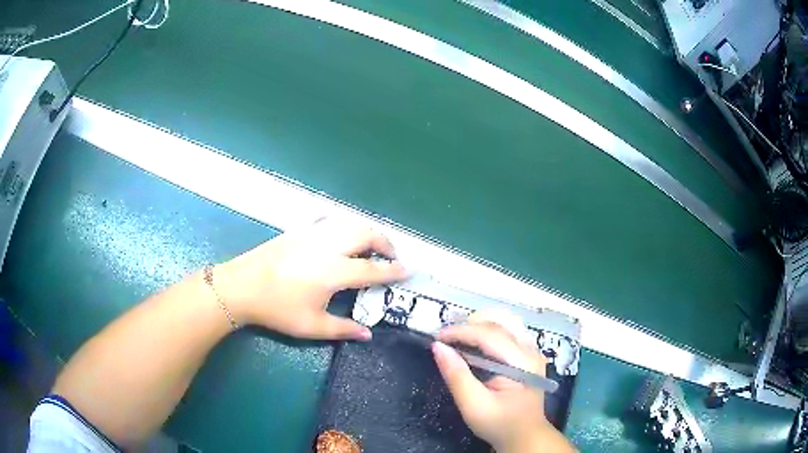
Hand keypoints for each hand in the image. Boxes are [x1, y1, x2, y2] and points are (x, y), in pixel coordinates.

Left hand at [213, 219, 407, 339]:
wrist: (241, 286)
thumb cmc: (277, 309)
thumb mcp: (311, 326)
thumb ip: (343, 329)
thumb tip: (368, 334)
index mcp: (334, 272)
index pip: (373, 269)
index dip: (394, 270)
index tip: (408, 270)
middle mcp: (328, 247)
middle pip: (366, 234)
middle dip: (385, 242)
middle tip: (392, 255)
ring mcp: (312, 234)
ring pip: (349, 222)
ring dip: (366, 230)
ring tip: (370, 245)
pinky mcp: (298, 230)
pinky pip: (327, 219)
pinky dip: (341, 224)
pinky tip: (340, 233)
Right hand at [432, 314, 573, 452]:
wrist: (524, 436)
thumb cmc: (499, 424)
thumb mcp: (473, 405)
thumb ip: (457, 376)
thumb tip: (438, 347)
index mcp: (521, 363)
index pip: (489, 335)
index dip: (461, 332)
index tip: (437, 337)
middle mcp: (531, 350)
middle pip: (502, 321)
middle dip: (472, 322)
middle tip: (448, 336)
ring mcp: (533, 351)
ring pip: (508, 321)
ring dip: (482, 322)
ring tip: (460, 335)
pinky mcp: (529, 355)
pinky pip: (511, 331)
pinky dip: (490, 329)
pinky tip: (476, 341)